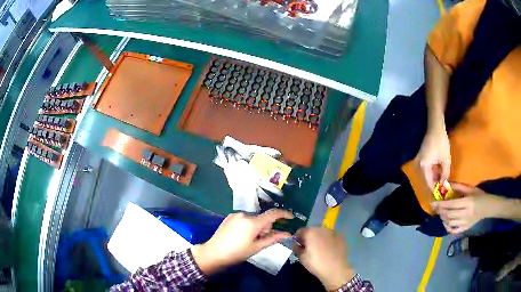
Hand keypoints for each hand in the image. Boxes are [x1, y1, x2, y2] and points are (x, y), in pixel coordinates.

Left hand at [192, 209, 292, 274]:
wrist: (213, 253)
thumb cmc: (237, 253)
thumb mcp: (256, 247)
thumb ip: (273, 238)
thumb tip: (287, 234)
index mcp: (252, 222)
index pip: (272, 214)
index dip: (284, 214)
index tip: (291, 217)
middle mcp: (244, 214)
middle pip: (262, 217)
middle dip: (267, 226)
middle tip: (264, 239)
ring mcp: (235, 215)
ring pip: (253, 218)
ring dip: (257, 226)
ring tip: (252, 239)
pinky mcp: (229, 217)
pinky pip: (244, 218)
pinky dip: (249, 224)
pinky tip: (243, 236)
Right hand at [293, 227, 354, 290]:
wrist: (336, 269)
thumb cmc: (316, 263)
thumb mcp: (302, 258)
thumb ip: (297, 249)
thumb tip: (296, 245)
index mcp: (311, 232)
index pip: (300, 231)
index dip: (297, 239)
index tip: (298, 246)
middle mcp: (322, 229)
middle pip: (312, 230)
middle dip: (309, 238)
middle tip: (308, 249)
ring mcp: (333, 232)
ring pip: (322, 233)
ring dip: (319, 238)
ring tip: (320, 249)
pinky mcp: (341, 237)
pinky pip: (331, 237)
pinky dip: (328, 241)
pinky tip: (329, 250)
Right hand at [418, 126, 450, 189]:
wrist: (435, 126)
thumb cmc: (441, 142)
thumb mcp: (445, 159)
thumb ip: (445, 174)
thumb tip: (444, 185)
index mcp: (423, 167)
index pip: (428, 183)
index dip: (434, 190)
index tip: (440, 196)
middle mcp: (419, 165)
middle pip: (427, 179)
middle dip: (435, 184)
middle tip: (442, 189)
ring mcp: (420, 160)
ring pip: (427, 173)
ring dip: (434, 177)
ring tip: (442, 181)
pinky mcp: (422, 156)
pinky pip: (427, 168)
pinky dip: (433, 171)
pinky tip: (439, 172)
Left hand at [431, 183, 502, 233]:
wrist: (487, 207)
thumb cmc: (480, 196)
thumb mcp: (471, 189)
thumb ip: (459, 187)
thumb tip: (447, 184)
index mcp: (467, 203)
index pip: (451, 205)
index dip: (441, 204)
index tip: (433, 202)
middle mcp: (465, 214)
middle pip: (449, 215)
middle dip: (440, 211)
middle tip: (434, 207)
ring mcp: (465, 223)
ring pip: (450, 223)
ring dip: (443, 218)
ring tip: (440, 213)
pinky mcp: (465, 229)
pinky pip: (454, 230)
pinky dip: (447, 227)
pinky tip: (445, 222)